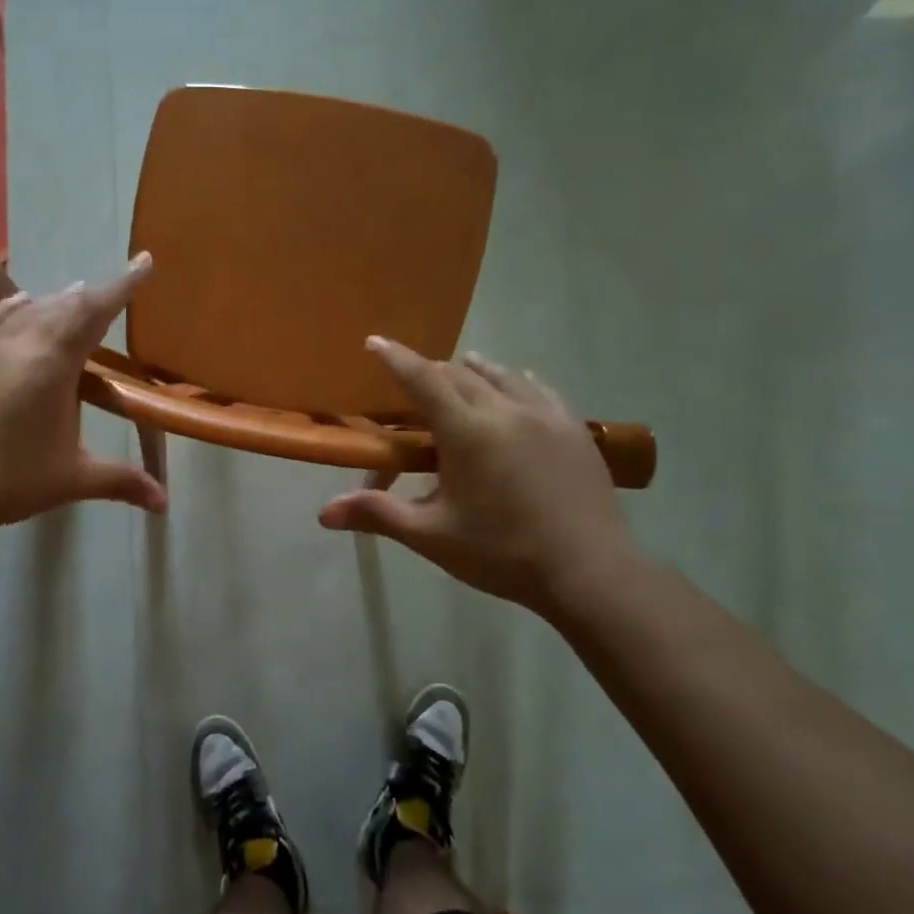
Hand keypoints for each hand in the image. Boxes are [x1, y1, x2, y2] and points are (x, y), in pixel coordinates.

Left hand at [0, 255, 166, 548]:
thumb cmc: (4, 481)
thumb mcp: (69, 481)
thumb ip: (120, 482)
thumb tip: (164, 502)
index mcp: (51, 365)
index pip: (94, 313)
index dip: (122, 285)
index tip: (143, 260)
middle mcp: (17, 345)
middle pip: (61, 307)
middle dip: (91, 296)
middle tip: (112, 291)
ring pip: (25, 311)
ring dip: (54, 301)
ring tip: (72, 294)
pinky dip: (8, 308)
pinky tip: (15, 305)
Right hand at [318, 338, 640, 619]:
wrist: (590, 572)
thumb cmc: (502, 553)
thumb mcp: (432, 536)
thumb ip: (377, 515)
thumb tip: (323, 513)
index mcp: (466, 430)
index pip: (421, 379)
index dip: (395, 358)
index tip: (375, 341)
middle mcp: (504, 409)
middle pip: (457, 373)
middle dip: (430, 373)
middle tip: (413, 387)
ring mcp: (545, 414)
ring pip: (500, 374)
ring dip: (471, 372)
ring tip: (460, 375)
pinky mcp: (573, 428)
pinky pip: (537, 387)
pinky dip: (513, 381)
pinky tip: (515, 388)